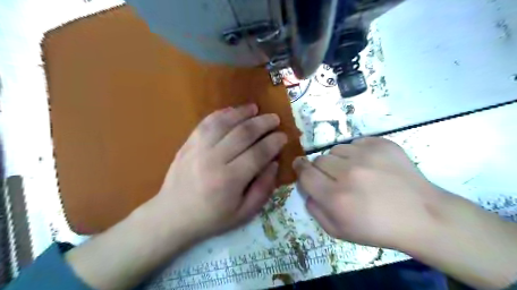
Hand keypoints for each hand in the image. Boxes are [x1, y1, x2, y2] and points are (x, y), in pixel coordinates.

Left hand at [148, 104, 286, 241]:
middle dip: (263, 123)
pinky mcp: (188, 143)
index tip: (283, 136)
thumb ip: (263, 188)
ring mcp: (198, 149)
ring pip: (224, 123)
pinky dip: (221, 114)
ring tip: (256, 108)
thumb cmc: (211, 218)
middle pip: (243, 133)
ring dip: (242, 112)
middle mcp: (214, 160)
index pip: (258, 153)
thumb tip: (274, 163)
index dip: (273, 142)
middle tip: (275, 119)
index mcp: (229, 180)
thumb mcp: (244, 213)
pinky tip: (233, 111)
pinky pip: (206, 123)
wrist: (172, 216)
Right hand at [292, 137, 446, 248]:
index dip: (300, 168)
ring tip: (355, 172)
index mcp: (336, 197)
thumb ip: (315, 210)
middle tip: (336, 179)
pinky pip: (355, 142)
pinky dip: (357, 152)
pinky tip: (370, 165)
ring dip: (339, 160)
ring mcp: (366, 155)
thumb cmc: (378, 228)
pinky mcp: (381, 144)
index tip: (300, 166)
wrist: (421, 216)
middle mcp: (348, 173)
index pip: (305, 173)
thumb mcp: (339, 231)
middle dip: (322, 169)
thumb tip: (306, 189)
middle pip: (319, 160)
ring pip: (336, 149)